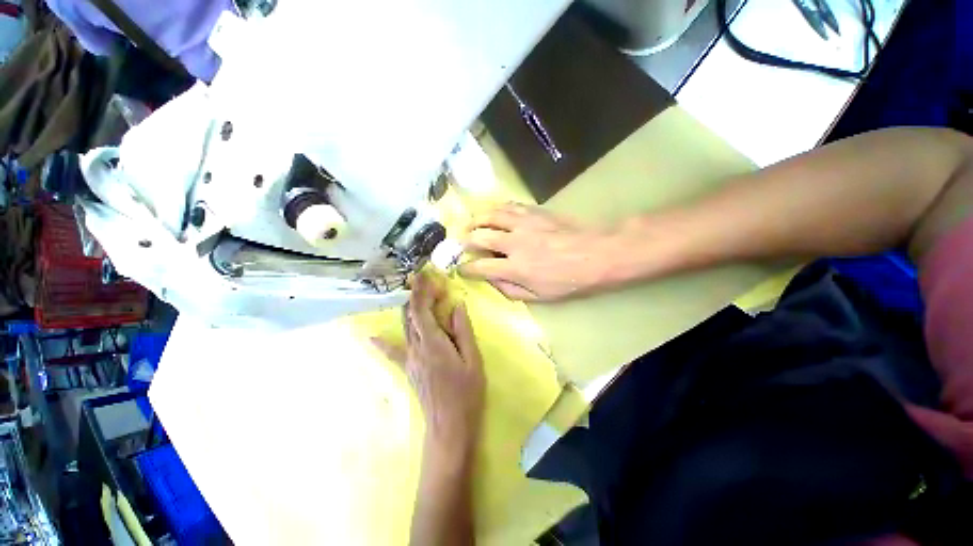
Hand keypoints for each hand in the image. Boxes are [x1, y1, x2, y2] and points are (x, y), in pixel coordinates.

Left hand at [373, 274, 485, 453]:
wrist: (450, 427)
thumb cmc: (467, 393)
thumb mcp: (473, 359)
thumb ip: (463, 331)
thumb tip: (457, 306)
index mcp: (433, 343)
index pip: (421, 310)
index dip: (421, 291)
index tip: (424, 275)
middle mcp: (416, 348)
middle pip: (411, 315)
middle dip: (417, 295)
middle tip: (427, 281)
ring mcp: (409, 359)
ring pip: (405, 327)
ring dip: (410, 308)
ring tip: (417, 294)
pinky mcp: (408, 369)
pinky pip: (394, 352)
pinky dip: (384, 342)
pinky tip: (372, 337)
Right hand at [459, 202, 621, 300]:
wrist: (598, 253)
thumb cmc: (571, 280)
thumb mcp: (541, 297)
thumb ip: (511, 290)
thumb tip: (492, 281)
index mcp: (515, 268)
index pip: (479, 267)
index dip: (465, 268)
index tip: (460, 268)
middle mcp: (514, 243)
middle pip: (479, 236)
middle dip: (464, 240)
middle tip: (461, 242)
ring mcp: (524, 223)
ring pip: (490, 215)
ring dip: (476, 220)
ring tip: (471, 224)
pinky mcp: (534, 212)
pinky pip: (508, 206)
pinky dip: (496, 209)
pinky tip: (494, 213)